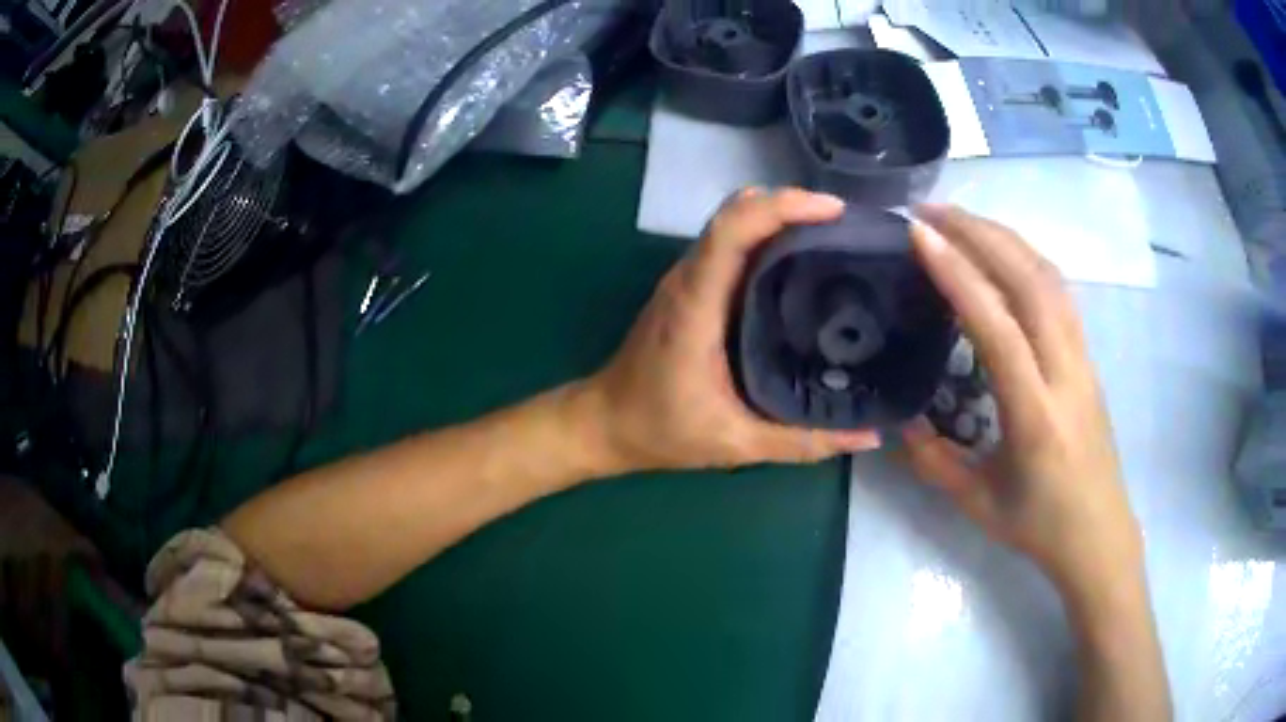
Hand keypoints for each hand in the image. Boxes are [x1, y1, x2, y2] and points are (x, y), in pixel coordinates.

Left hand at [581, 188, 880, 472]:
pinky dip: (764, 237)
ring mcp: (684, 279)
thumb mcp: (737, 443)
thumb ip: (802, 443)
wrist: (604, 423)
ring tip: (831, 236)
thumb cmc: (661, 430)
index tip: (833, 211)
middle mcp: (688, 278)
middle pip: (736, 212)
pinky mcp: (687, 288)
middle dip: (790, 205)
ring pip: (731, 223)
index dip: (783, 207)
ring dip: (777, 217)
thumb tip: (869, 435)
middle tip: (843, 224)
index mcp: (696, 304)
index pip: (734, 229)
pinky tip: (798, 262)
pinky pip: (728, 245)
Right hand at [901, 204, 1141, 593]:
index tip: (919, 235)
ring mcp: (1082, 359)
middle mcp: (1065, 373)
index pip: (997, 327)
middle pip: (1030, 281)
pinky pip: (1058, 292)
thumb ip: (934, 460)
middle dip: (979, 233)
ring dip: (1004, 237)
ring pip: (1048, 277)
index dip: (958, 275)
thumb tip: (900, 418)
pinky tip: (1001, 253)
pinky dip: (1026, 257)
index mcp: (1035, 415)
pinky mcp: (1087, 356)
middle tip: (930, 210)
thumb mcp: (978, 503)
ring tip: (960, 220)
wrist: (1100, 535)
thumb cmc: (1040, 527)